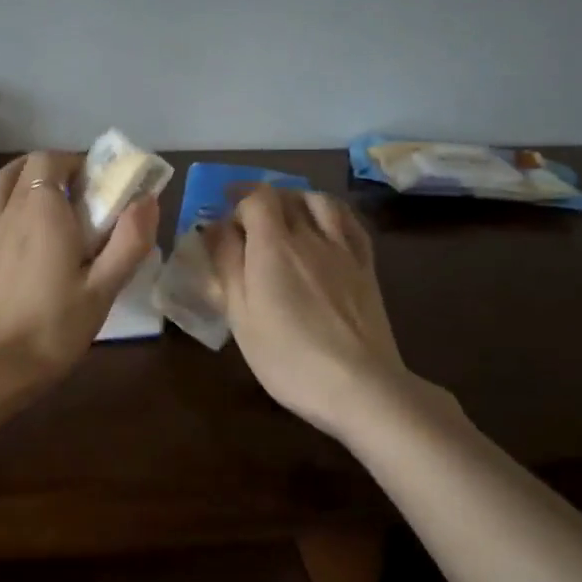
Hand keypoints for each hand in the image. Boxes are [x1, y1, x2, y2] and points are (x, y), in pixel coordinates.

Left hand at [0, 151, 159, 405]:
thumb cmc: (52, 330)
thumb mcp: (103, 290)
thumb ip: (129, 241)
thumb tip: (147, 199)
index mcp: (43, 211)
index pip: (52, 160)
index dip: (75, 163)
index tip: (96, 184)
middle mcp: (8, 210)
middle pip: (25, 167)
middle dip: (52, 169)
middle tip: (76, 195)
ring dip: (20, 177)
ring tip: (40, 197)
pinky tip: (0, 212)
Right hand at [207, 187, 420, 437]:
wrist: (359, 385)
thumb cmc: (288, 357)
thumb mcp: (241, 316)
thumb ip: (227, 266)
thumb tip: (215, 228)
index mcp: (273, 246)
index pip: (256, 198)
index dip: (238, 198)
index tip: (223, 213)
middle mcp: (310, 236)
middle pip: (287, 196)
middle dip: (263, 199)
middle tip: (248, 218)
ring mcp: (343, 250)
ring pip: (321, 202)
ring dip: (299, 200)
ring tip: (287, 215)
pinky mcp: (367, 268)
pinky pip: (351, 223)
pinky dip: (332, 214)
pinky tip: (326, 226)